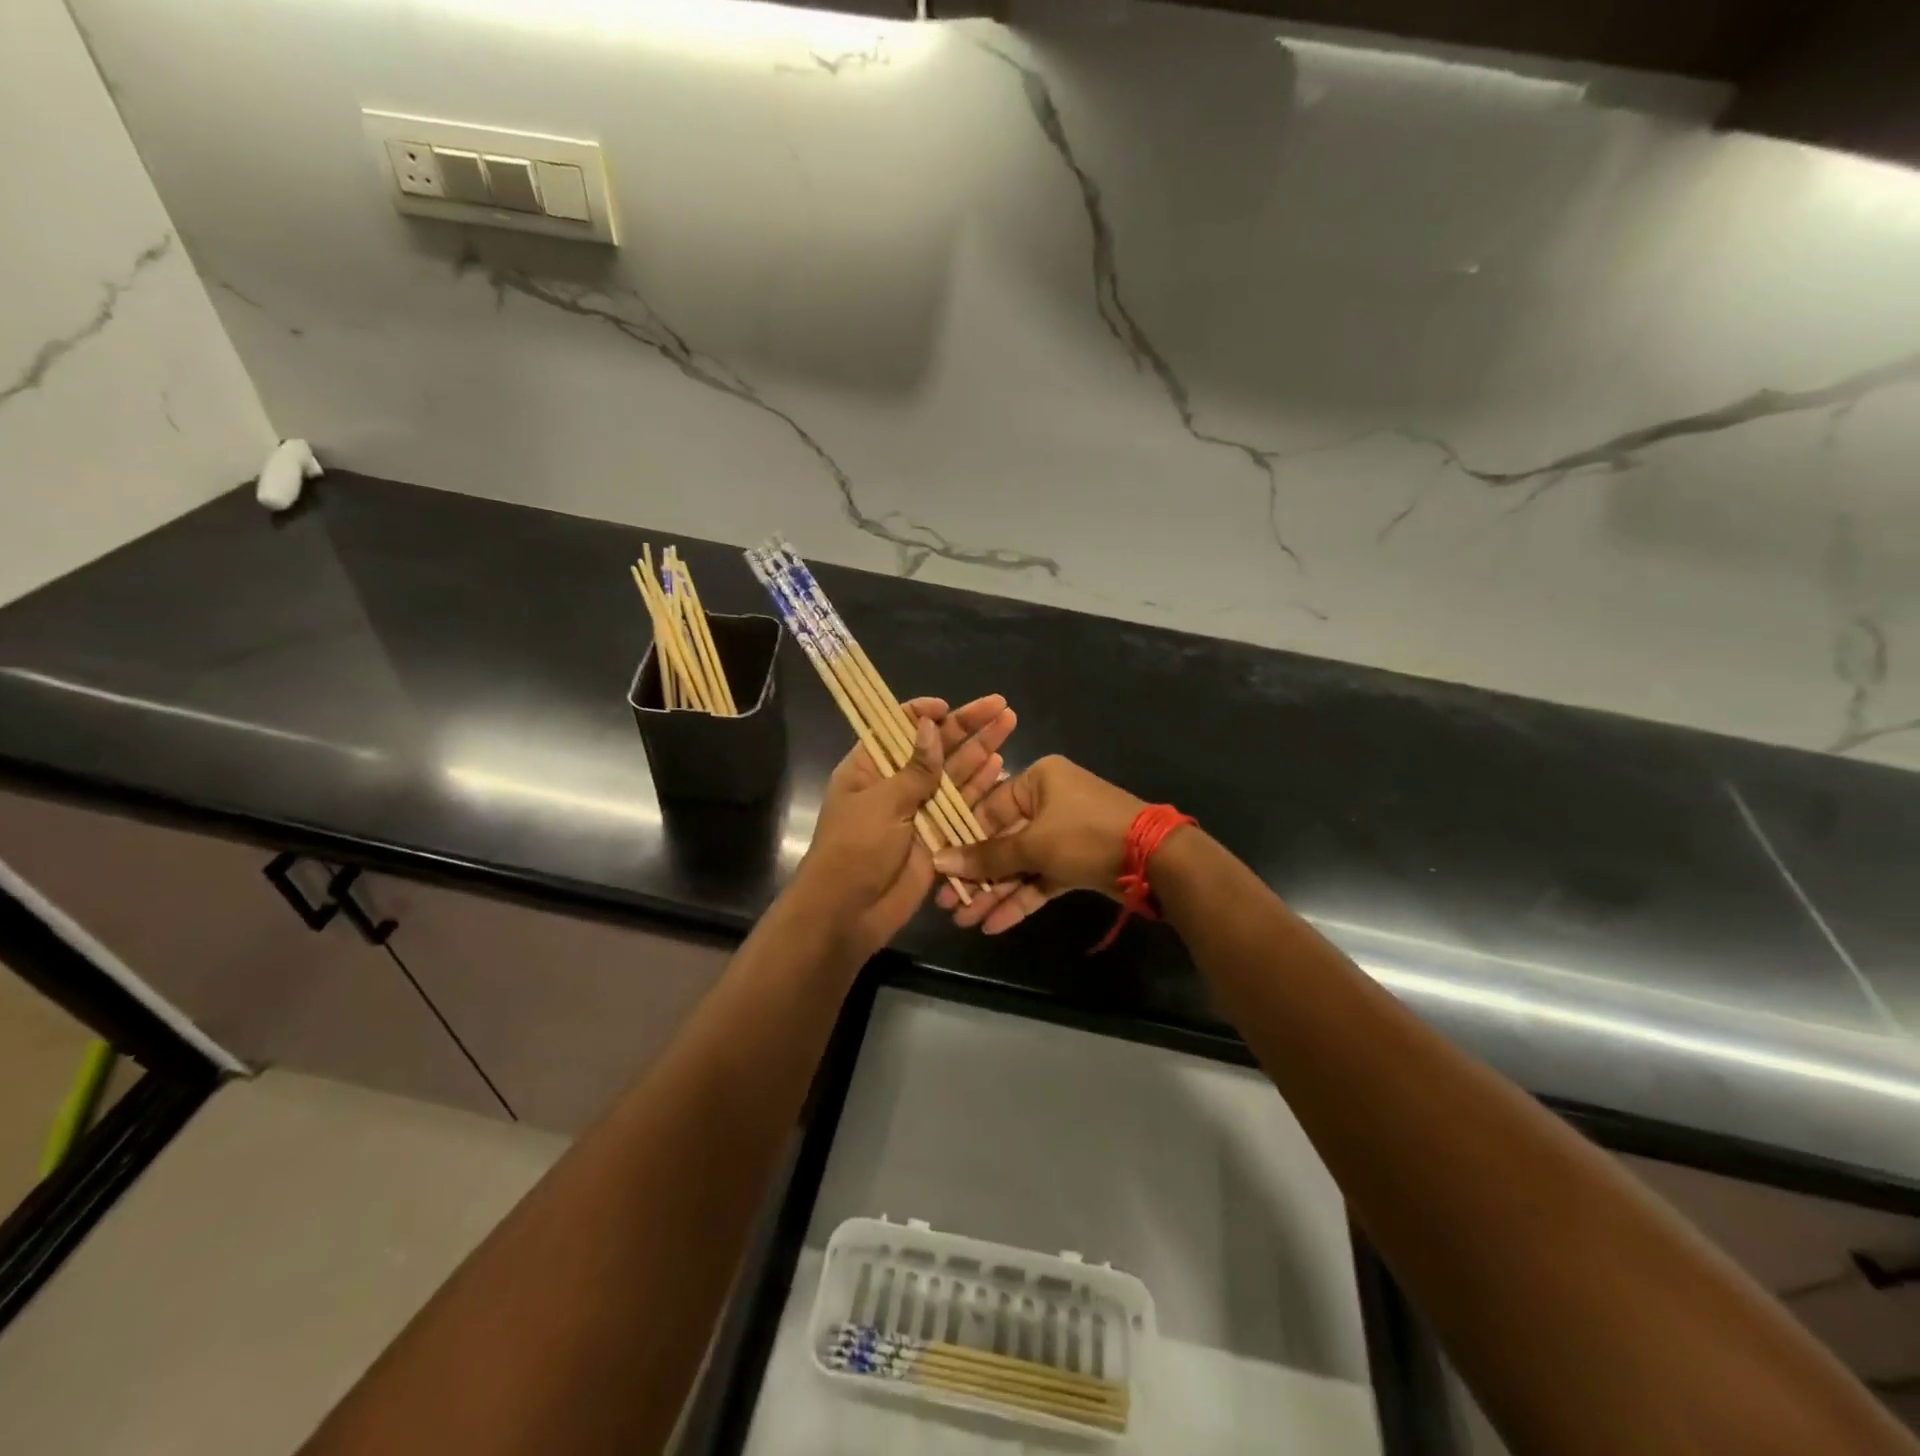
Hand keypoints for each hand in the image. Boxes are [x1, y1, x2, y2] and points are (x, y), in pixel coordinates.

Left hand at [793, 695, 1017, 958]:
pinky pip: (963, 807)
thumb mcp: (881, 803)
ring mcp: (919, 810)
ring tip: (1009, 725)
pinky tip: (1001, 767)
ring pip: (954, 774)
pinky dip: (981, 787)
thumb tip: (930, 725)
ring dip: (980, 751)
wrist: (849, 914)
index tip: (948, 707)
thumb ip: (914, 769)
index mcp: (869, 768)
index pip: (897, 729)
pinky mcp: (938, 836)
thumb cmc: (855, 849)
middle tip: (1000, 706)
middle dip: (967, 727)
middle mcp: (896, 784)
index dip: (924, 715)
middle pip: (935, 748)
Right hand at [932, 755, 1145, 934]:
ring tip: (966, 921)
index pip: (988, 808)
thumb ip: (987, 856)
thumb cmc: (1085, 835)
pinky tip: (994, 924)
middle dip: (977, 874)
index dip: (962, 840)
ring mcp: (1064, 833)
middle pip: (1003, 840)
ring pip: (1021, 864)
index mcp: (1038, 779)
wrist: (1155, 860)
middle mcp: (1049, 801)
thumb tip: (940, 861)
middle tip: (948, 903)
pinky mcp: (1077, 861)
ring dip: (995, 891)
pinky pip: (1041, 878)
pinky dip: (1020, 898)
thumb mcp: (1033, 844)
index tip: (939, 867)